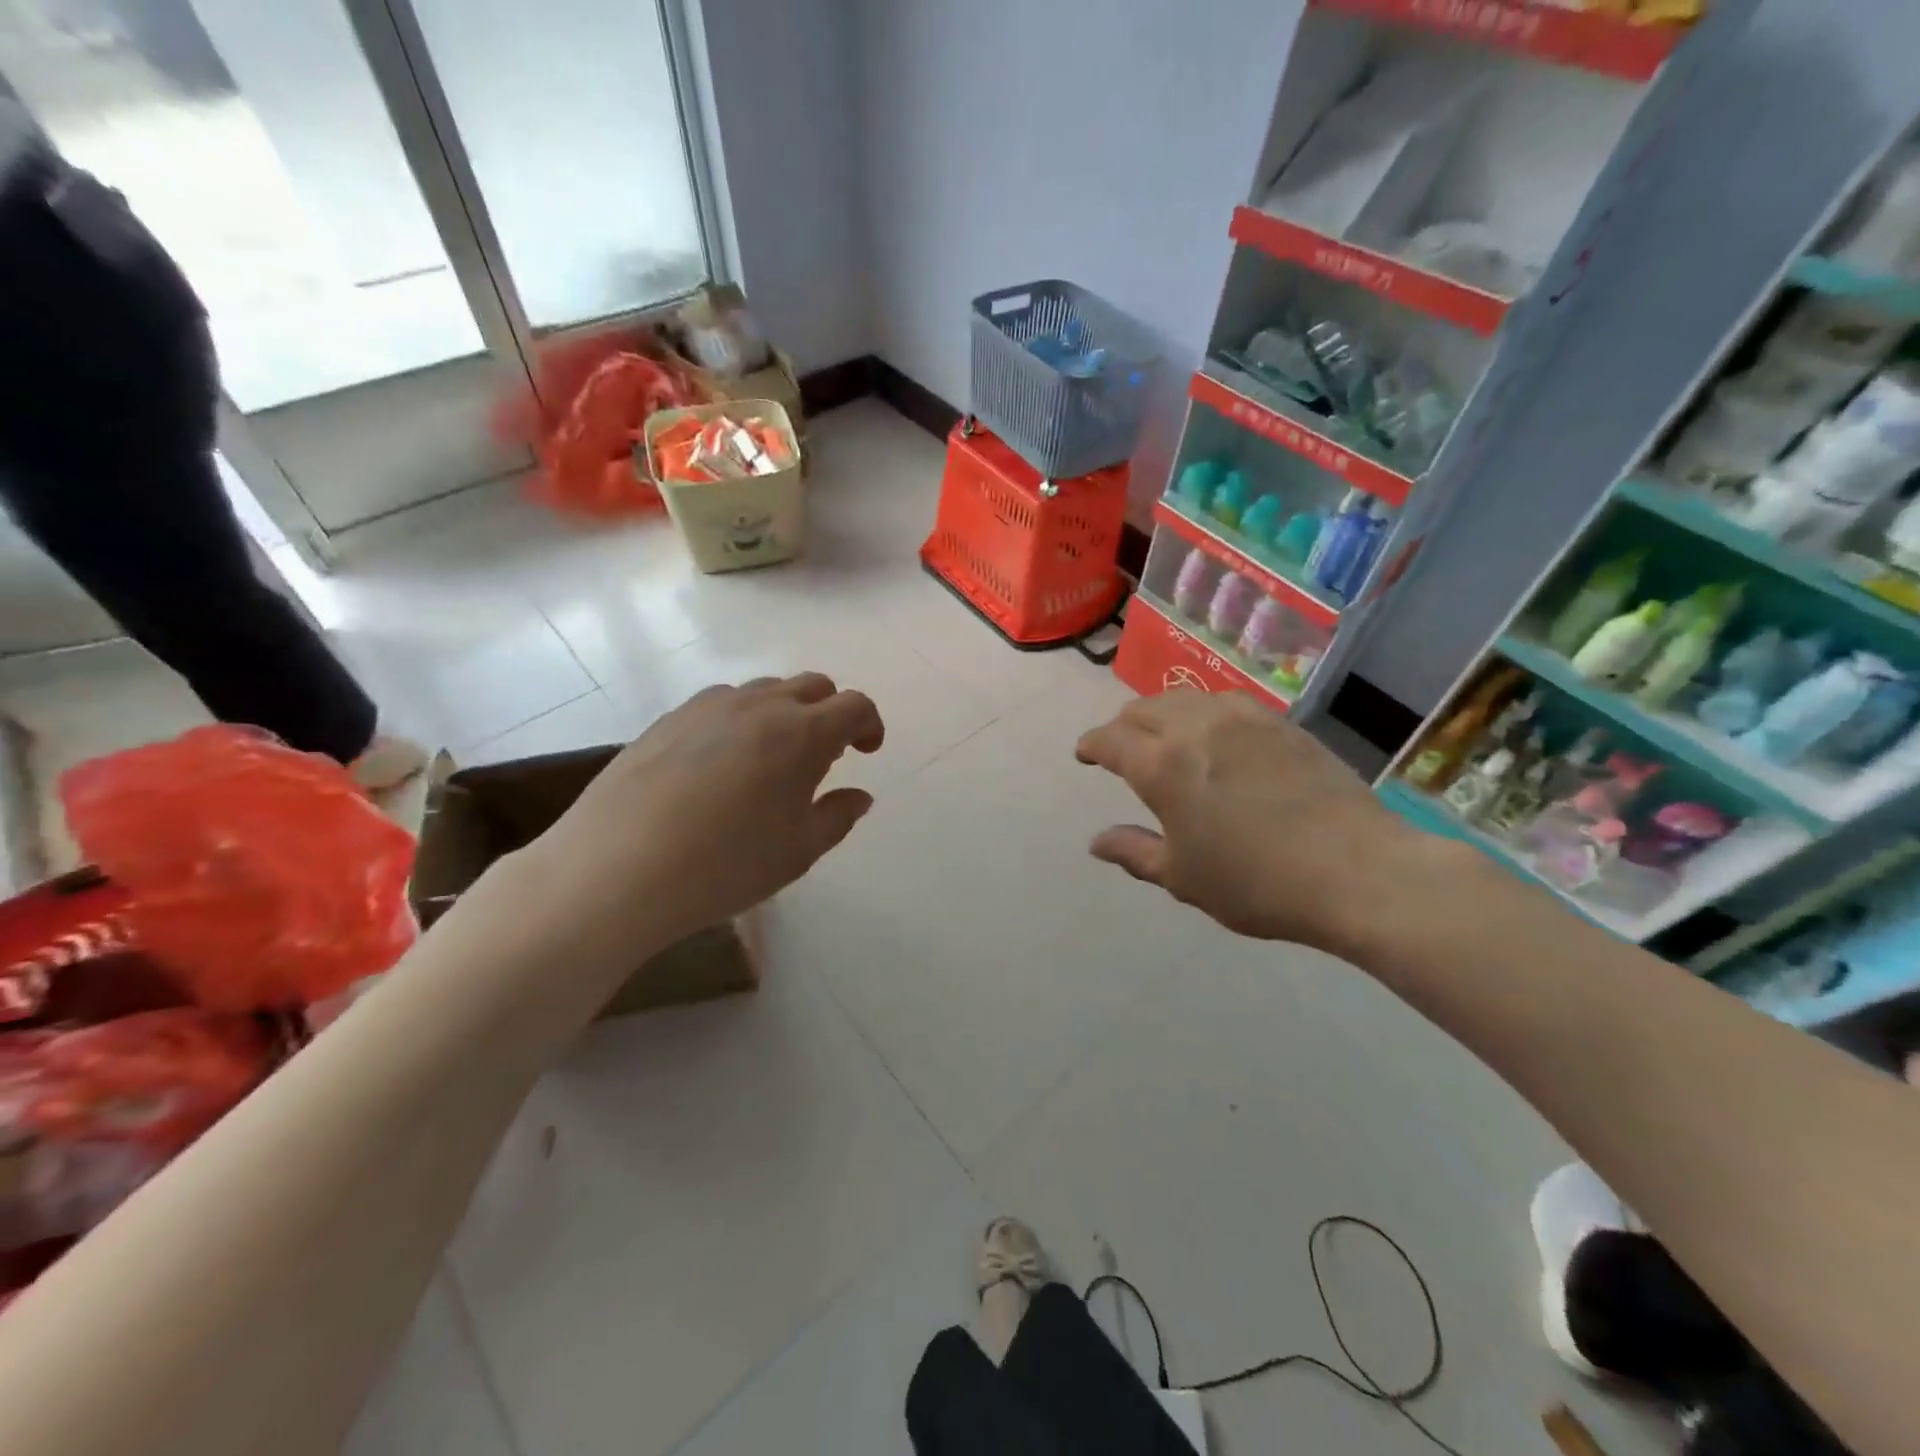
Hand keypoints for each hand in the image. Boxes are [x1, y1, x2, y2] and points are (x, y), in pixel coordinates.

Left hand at [521, 674, 884, 957]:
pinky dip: (741, 720)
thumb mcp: (798, 851)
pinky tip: (722, 764)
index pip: (854, 705)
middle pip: (812, 686)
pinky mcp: (669, 718)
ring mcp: (709, 706)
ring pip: (765, 690)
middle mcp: (760, 705)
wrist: (616, 870)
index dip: (869, 724)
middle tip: (825, 756)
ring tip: (772, 759)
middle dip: (830, 712)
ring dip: (785, 713)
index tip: (867, 752)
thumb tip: (858, 796)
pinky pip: (722, 704)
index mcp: (803, 733)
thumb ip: (838, 817)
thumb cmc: (725, 865)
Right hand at [1075, 690, 1436, 950]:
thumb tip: (1096, 841)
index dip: (1091, 745)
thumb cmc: (1257, 882)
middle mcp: (1195, 727)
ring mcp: (1242, 718)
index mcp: (1161, 765)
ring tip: (1164, 736)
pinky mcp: (1280, 723)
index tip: (1085, 755)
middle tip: (1121, 749)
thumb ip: (1134, 852)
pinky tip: (1214, 735)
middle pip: (1143, 709)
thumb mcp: (1183, 877)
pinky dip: (1202, 713)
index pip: (1110, 739)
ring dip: (1161, 713)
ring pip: (1184, 698)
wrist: (1356, 870)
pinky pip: (1224, 703)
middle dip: (1122, 726)